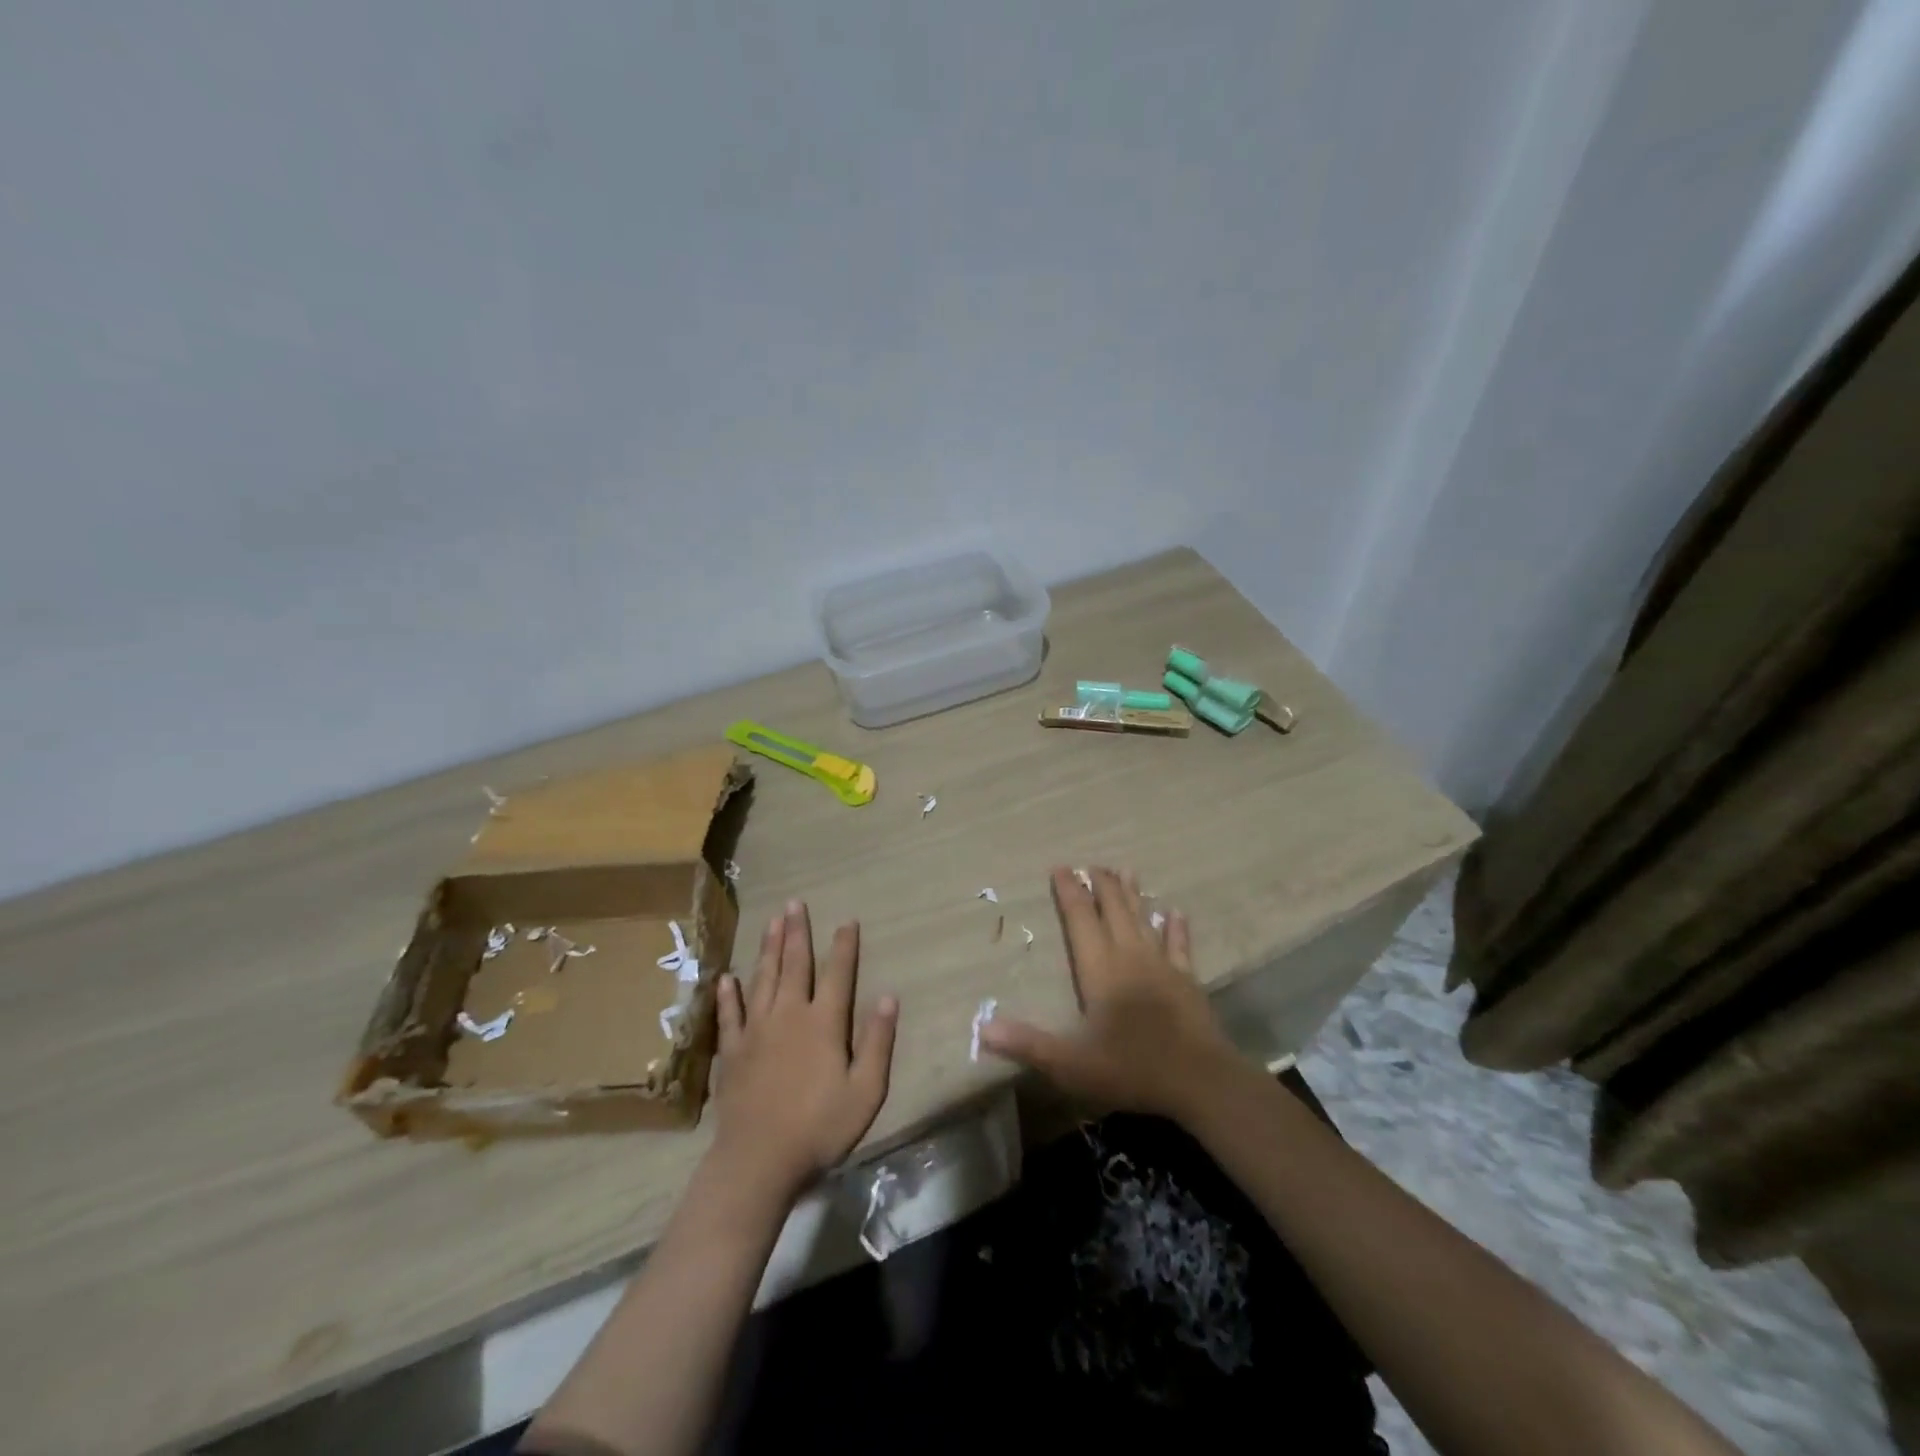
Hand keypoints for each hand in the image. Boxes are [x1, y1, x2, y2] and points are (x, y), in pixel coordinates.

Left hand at [708, 900, 898, 1209]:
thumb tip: (889, 997)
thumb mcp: (866, 1091)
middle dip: (797, 933)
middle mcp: (789, 1015)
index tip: (847, 920)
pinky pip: (730, 1015)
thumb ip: (878, 1042)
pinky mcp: (732, 1052)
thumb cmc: (820, 1128)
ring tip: (771, 923)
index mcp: (823, 1023)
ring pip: (763, 979)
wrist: (759, 1161)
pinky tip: (727, 978)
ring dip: (768, 949)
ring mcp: (756, 1031)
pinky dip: (728, 995)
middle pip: (795, 965)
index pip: (838, 974)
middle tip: (794, 904)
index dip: (844, 946)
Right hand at [979, 867, 1239, 1121]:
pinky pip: (1180, 946)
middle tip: (1092, 864)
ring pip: (1144, 920)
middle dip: (1101, 886)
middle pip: (1114, 911)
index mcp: (1100, 969)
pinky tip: (1176, 912)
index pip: (1080, 920)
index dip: (1069, 893)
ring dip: (1133, 895)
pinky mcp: (1187, 981)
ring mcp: (1162, 966)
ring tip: (1126, 870)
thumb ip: (1027, 1044)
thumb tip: (982, 1028)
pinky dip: (1176, 928)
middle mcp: (1130, 957)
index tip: (1061, 868)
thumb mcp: (1071, 1064)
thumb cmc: (1131, 1068)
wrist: (1199, 1080)